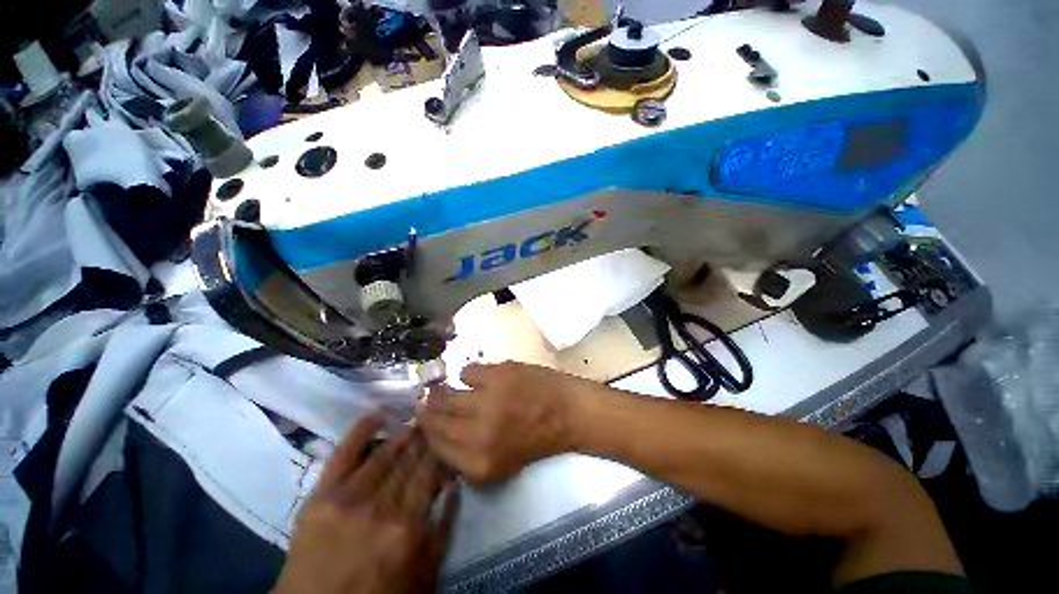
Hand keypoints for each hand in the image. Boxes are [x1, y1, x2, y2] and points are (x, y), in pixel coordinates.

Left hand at [273, 415, 457, 593]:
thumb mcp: (424, 572)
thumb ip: (443, 528)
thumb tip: (454, 485)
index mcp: (409, 526)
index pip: (431, 473)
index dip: (440, 451)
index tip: (446, 438)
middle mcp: (383, 507)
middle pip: (410, 461)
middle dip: (424, 438)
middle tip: (432, 421)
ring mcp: (350, 499)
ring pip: (384, 454)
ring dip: (401, 434)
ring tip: (413, 419)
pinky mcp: (321, 497)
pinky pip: (343, 455)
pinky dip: (360, 431)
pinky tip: (377, 414)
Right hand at [419, 362, 595, 485]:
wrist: (566, 412)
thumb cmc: (535, 439)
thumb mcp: (500, 465)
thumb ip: (466, 458)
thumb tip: (437, 438)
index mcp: (478, 462)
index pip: (434, 447)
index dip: (427, 433)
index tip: (426, 423)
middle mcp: (477, 433)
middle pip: (434, 420)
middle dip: (429, 411)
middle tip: (431, 403)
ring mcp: (487, 400)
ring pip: (444, 394)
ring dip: (443, 391)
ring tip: (449, 388)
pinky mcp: (498, 375)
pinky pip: (467, 371)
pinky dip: (469, 375)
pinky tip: (478, 378)